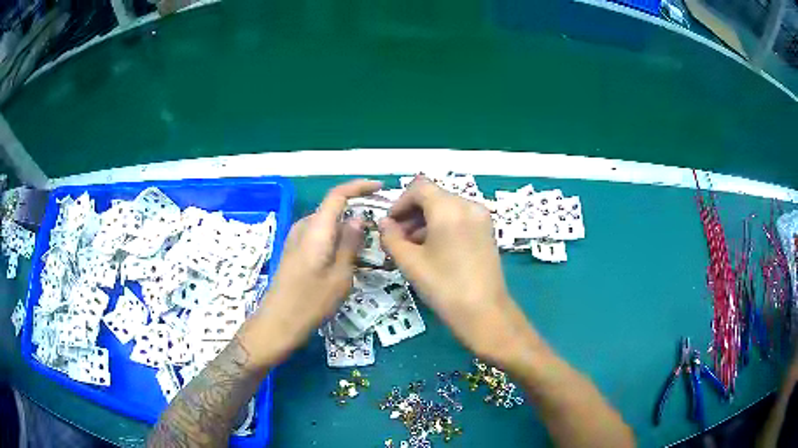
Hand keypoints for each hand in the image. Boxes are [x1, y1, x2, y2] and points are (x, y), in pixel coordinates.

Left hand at [247, 179, 381, 364]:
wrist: (278, 322)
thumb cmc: (311, 301)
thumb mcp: (340, 275)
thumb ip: (350, 243)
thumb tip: (358, 218)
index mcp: (316, 228)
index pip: (338, 194)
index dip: (359, 186)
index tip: (380, 188)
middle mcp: (303, 227)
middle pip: (333, 208)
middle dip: (356, 211)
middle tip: (379, 227)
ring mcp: (296, 239)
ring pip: (326, 224)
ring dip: (346, 228)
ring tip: (366, 247)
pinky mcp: (294, 251)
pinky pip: (318, 235)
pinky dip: (334, 238)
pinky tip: (345, 257)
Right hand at [379, 177, 536, 363]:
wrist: (484, 313)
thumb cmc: (444, 286)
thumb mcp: (410, 262)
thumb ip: (391, 238)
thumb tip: (384, 224)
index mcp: (449, 208)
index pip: (419, 187)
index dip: (399, 203)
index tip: (390, 225)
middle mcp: (468, 205)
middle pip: (433, 196)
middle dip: (412, 213)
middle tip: (398, 239)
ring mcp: (481, 217)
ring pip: (446, 207)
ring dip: (426, 220)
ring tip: (413, 247)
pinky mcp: (487, 231)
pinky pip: (459, 218)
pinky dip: (443, 226)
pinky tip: (434, 250)